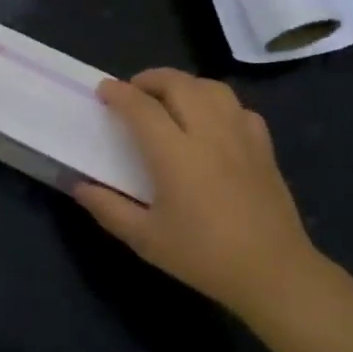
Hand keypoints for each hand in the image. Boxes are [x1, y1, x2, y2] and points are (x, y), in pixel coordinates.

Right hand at [73, 69, 321, 314]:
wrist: (272, 273)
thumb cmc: (203, 256)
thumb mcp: (146, 239)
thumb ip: (109, 209)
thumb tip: (80, 187)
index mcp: (175, 155)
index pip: (142, 107)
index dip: (119, 93)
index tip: (103, 90)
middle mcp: (209, 134)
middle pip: (179, 84)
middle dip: (150, 79)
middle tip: (133, 91)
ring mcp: (241, 137)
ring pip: (212, 88)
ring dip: (185, 85)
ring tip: (170, 99)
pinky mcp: (264, 147)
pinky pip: (239, 108)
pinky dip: (218, 104)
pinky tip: (211, 121)